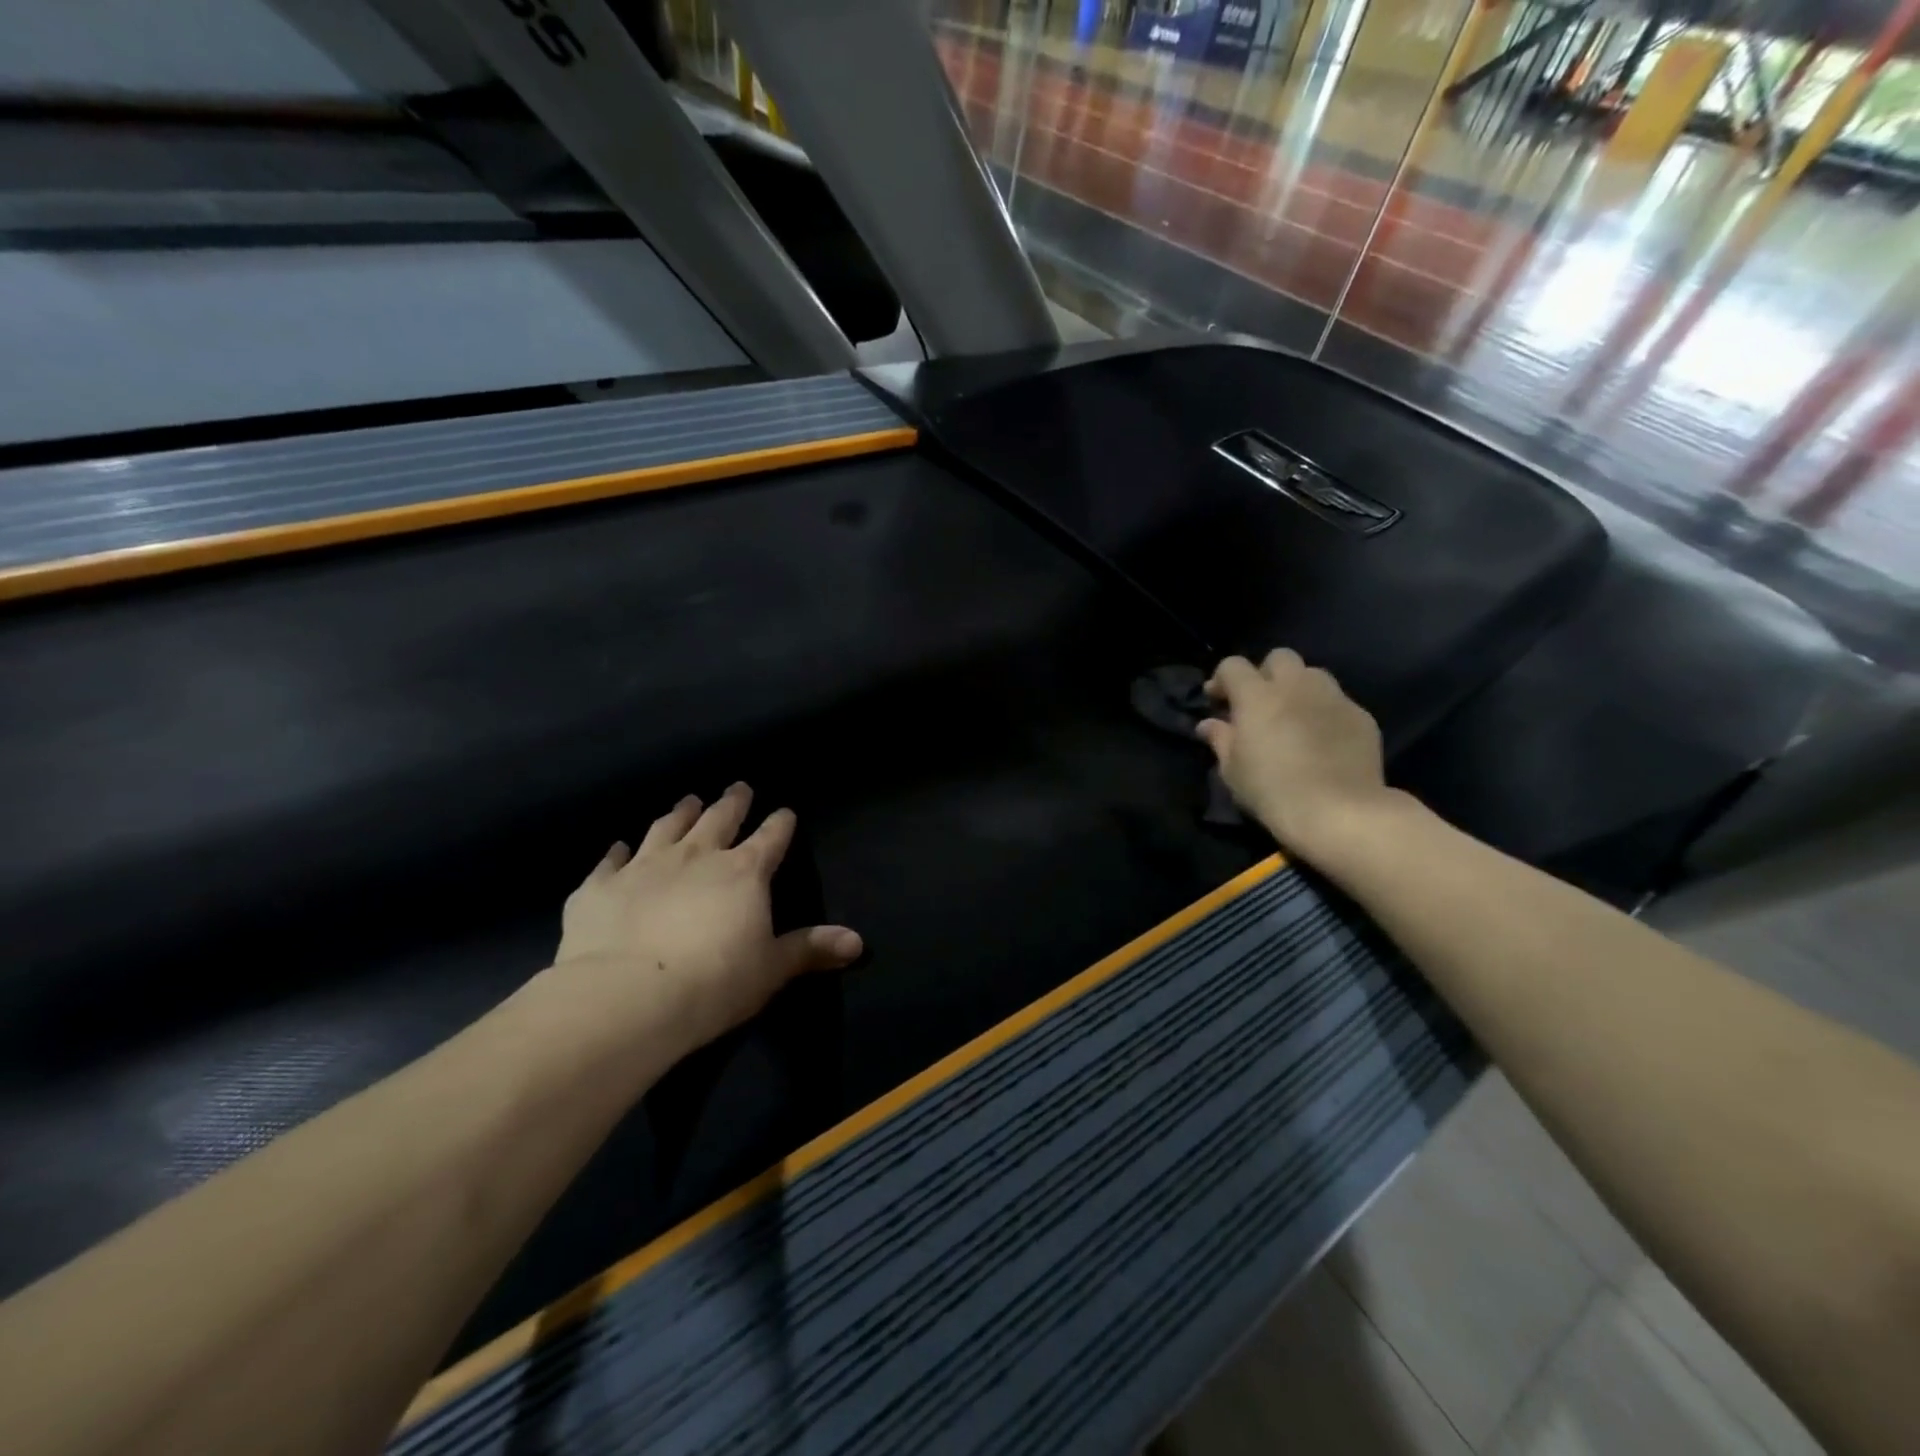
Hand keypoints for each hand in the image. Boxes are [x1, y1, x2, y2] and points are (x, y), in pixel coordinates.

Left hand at [549, 783, 861, 1057]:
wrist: (626, 997)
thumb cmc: (713, 983)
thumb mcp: (771, 969)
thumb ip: (810, 949)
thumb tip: (857, 942)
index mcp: (743, 872)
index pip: (770, 838)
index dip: (780, 824)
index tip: (785, 811)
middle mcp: (696, 856)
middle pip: (719, 819)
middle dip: (733, 802)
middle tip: (739, 788)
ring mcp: (644, 866)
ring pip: (667, 828)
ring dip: (681, 813)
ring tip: (689, 800)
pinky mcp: (600, 886)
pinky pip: (611, 861)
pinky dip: (618, 852)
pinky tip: (619, 847)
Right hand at [1198, 650, 1398, 863]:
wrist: (1339, 811)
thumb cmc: (1272, 791)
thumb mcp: (1233, 770)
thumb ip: (1220, 739)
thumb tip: (1209, 724)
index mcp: (1257, 696)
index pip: (1233, 666)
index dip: (1222, 680)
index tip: (1217, 702)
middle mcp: (1296, 686)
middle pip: (1278, 658)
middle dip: (1265, 674)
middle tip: (1259, 704)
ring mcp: (1333, 698)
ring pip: (1312, 675)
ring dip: (1298, 688)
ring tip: (1293, 717)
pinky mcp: (1361, 716)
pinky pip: (1338, 701)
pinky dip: (1324, 711)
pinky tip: (1322, 739)